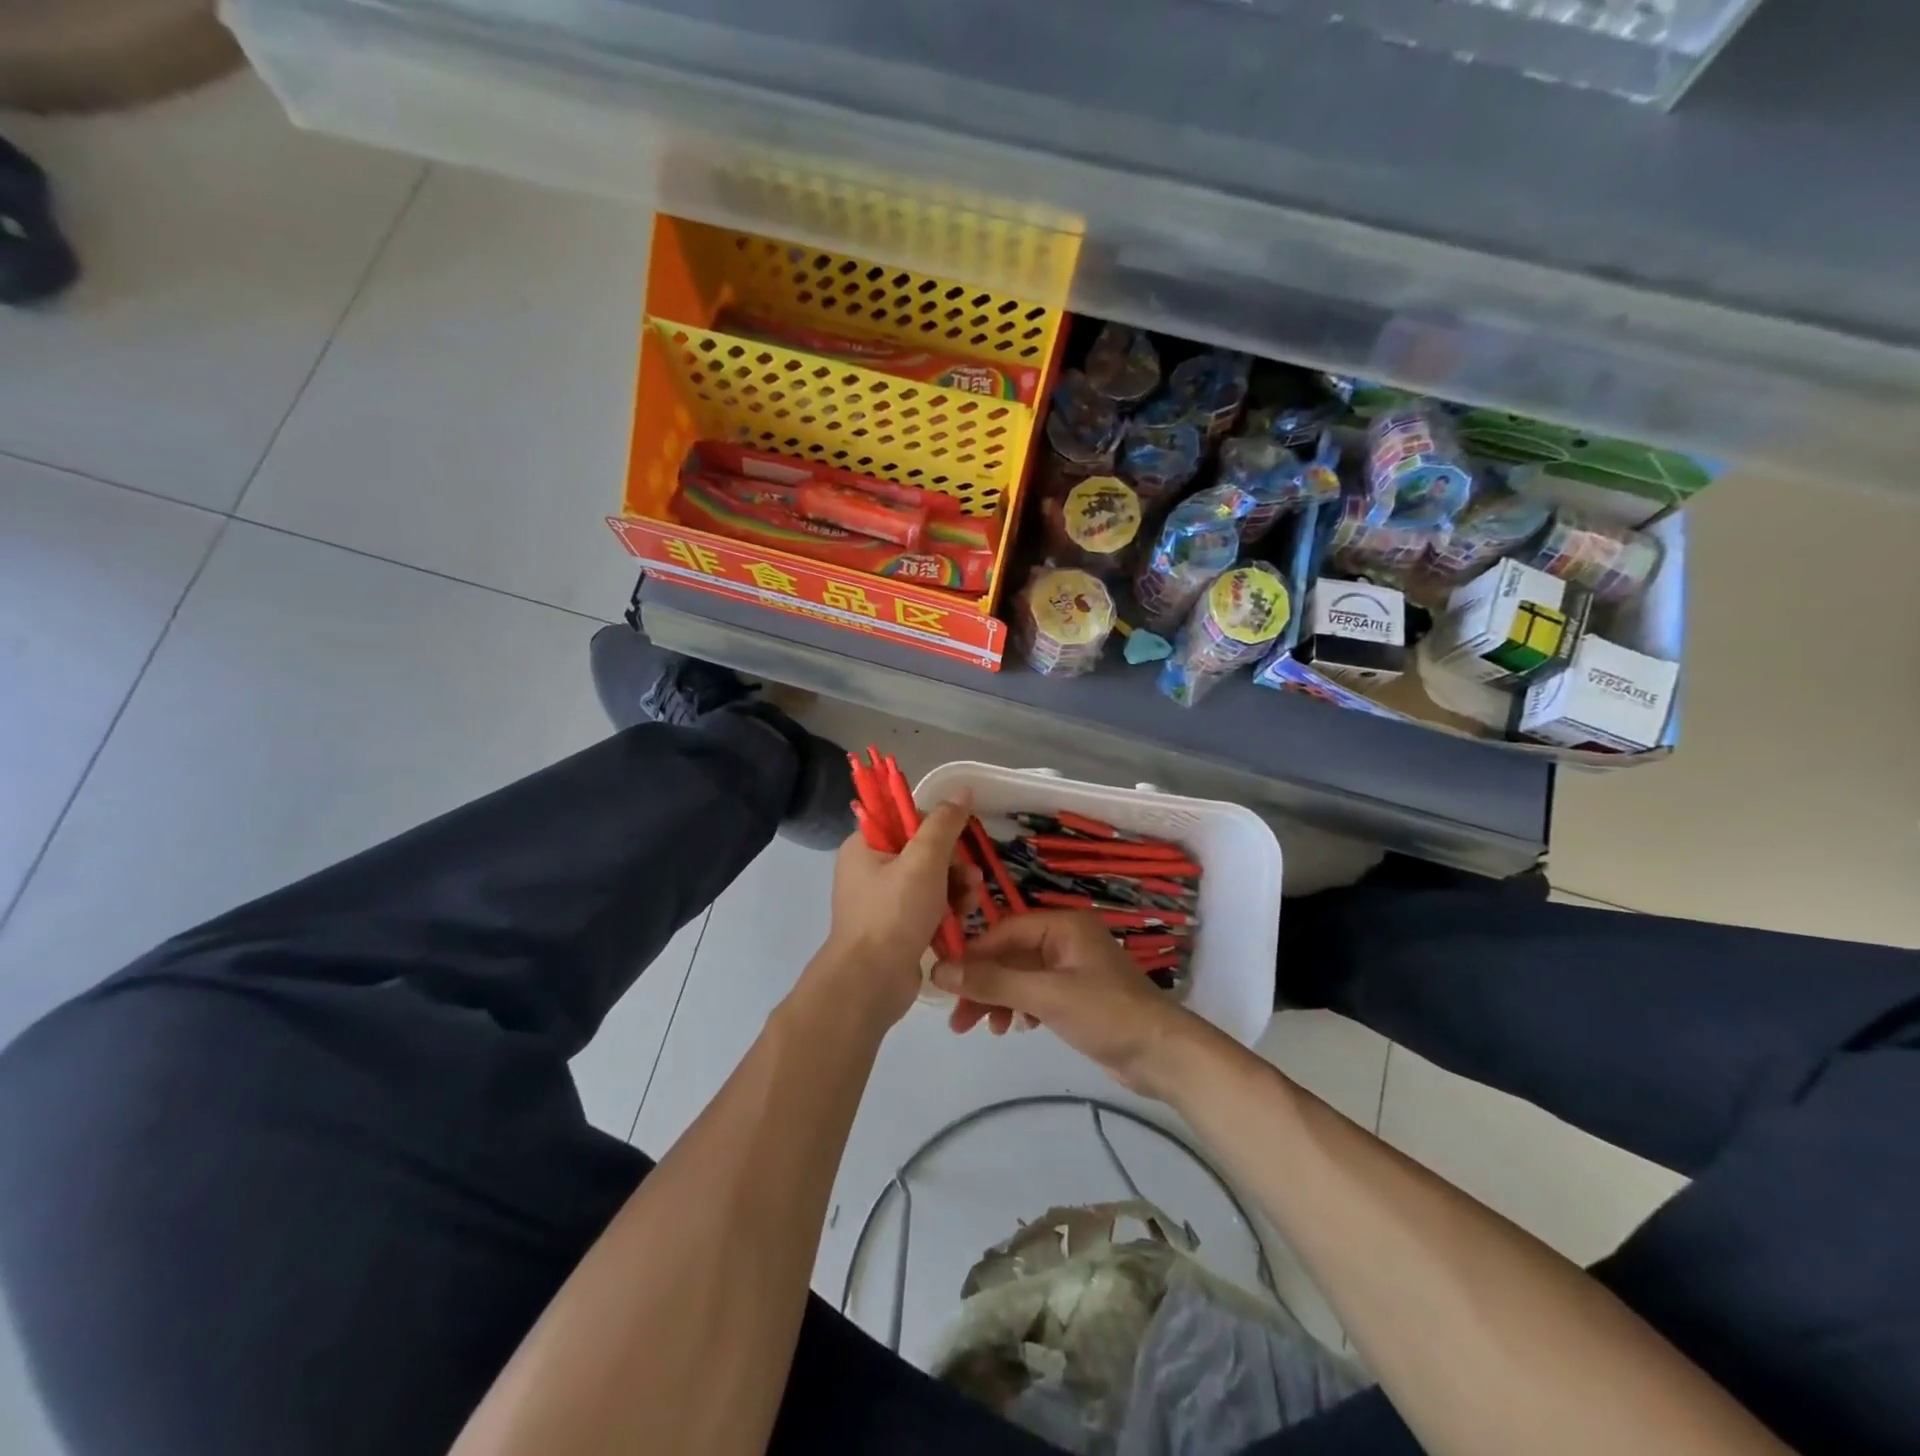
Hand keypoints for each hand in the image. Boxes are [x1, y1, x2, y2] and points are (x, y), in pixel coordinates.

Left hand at [816, 794, 976, 1025]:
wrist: (871, 983)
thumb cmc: (893, 914)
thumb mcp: (923, 862)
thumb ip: (944, 825)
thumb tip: (962, 791)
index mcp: (864, 846)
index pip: (905, 819)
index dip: (936, 828)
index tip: (958, 843)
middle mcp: (869, 869)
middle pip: (922, 850)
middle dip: (953, 864)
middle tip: (970, 879)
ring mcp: (882, 900)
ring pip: (929, 879)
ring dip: (955, 887)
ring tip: (970, 902)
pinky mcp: (895, 926)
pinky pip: (927, 906)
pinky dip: (946, 909)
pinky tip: (962, 919)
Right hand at [931, 911, 1201, 1096]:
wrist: (1163, 1055)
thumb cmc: (1106, 1013)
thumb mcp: (1046, 995)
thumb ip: (993, 982)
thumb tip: (939, 971)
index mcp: (1062, 925)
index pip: (1005, 931)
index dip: (973, 955)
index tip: (945, 983)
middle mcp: (1066, 939)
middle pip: (1010, 955)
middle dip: (984, 985)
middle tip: (959, 1021)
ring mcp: (1072, 968)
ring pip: (1020, 976)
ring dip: (1000, 999)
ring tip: (988, 1031)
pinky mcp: (1076, 995)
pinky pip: (1035, 992)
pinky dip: (1020, 1007)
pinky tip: (1016, 1027)